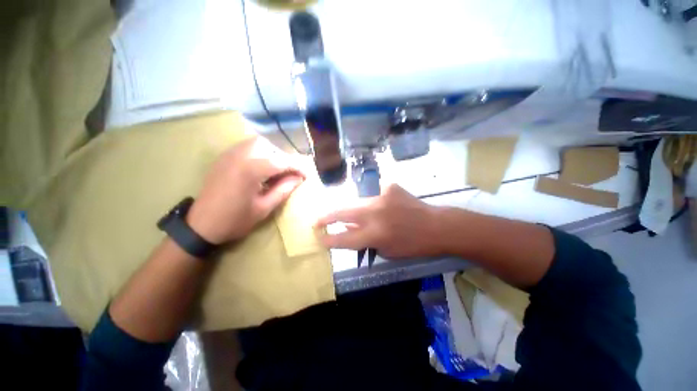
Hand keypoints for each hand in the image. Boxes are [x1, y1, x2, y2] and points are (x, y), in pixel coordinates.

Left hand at [186, 137, 304, 243]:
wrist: (201, 225)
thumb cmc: (235, 220)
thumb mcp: (264, 208)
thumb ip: (284, 189)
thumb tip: (299, 178)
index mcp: (251, 170)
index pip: (282, 161)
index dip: (297, 167)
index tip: (306, 175)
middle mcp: (239, 156)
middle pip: (268, 146)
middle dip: (282, 157)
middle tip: (288, 173)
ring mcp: (228, 155)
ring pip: (256, 143)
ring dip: (271, 153)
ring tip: (275, 170)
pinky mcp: (223, 158)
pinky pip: (245, 147)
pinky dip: (258, 153)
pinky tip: (260, 169)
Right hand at [315, 184, 443, 258]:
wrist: (436, 226)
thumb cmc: (413, 245)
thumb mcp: (385, 250)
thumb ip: (364, 240)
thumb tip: (348, 228)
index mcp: (375, 234)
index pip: (344, 238)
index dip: (329, 239)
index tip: (320, 238)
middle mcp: (374, 214)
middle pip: (342, 212)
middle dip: (327, 216)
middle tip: (317, 220)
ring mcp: (381, 197)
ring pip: (356, 202)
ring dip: (353, 210)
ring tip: (355, 215)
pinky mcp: (389, 187)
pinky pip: (375, 194)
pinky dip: (376, 202)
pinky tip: (386, 207)